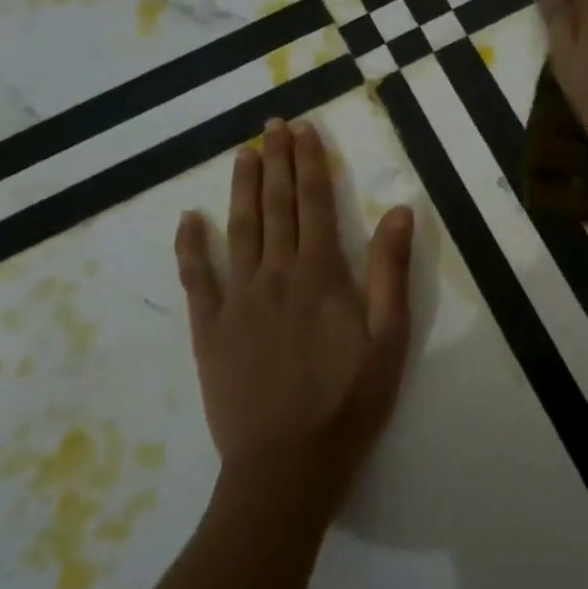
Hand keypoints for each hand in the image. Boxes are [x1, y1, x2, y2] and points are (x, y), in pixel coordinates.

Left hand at [176, 120, 415, 511]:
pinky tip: (189, 219)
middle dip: (276, 162)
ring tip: (243, 154)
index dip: (309, 163)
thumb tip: (398, 210)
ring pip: (239, 230)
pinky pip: (195, 279)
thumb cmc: (349, 401)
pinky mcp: (209, 329)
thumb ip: (390, 272)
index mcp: (321, 275)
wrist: (287, 463)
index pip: (314, 203)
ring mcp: (237, 300)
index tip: (303, 130)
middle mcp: (275, 275)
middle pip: (276, 207)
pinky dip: (190, 246)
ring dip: (242, 188)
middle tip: (272, 125)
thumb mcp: (389, 338)